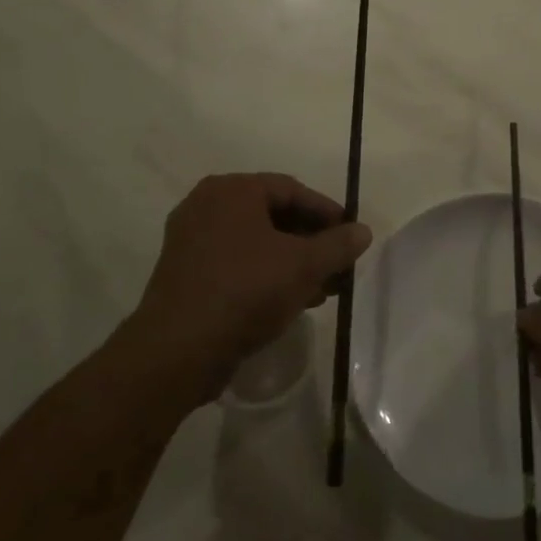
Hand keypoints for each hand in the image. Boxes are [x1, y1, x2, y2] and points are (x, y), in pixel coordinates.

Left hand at [130, 173, 371, 405]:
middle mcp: (207, 206)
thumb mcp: (303, 266)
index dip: (327, 212)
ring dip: (293, 263)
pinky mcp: (185, 275)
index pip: (291, 190)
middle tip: (339, 265)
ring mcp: (191, 241)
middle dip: (311, 242)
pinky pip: (236, 264)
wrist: (177, 351)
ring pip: (256, 243)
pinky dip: (266, 275)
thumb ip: (338, 245)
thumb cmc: (245, 291)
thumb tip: (363, 231)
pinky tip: (292, 302)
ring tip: (323, 290)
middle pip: (273, 216)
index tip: (351, 235)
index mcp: (232, 190)